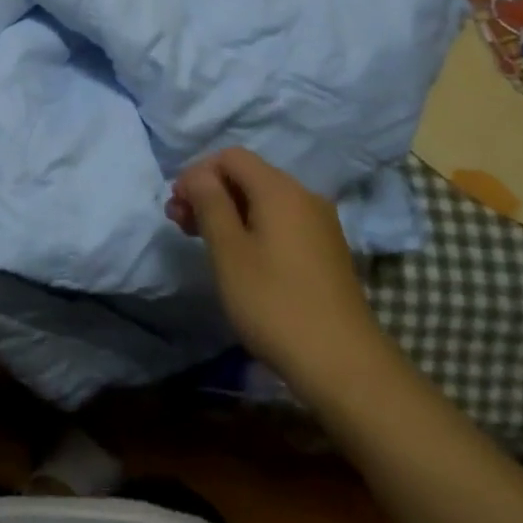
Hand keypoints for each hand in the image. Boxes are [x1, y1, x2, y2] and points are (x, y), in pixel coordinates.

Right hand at [167, 148, 385, 394]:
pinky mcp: (325, 251)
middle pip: (248, 176)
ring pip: (263, 201)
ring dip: (229, 211)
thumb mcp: (229, 251)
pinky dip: (253, 227)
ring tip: (203, 241)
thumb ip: (210, 203)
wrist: (344, 365)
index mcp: (280, 190)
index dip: (198, 173)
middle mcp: (303, 196)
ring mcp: (319, 225)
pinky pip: (281, 222)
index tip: (177, 206)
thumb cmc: (275, 303)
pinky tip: (239, 257)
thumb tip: (198, 175)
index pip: (230, 157)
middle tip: (180, 224)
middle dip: (210, 192)